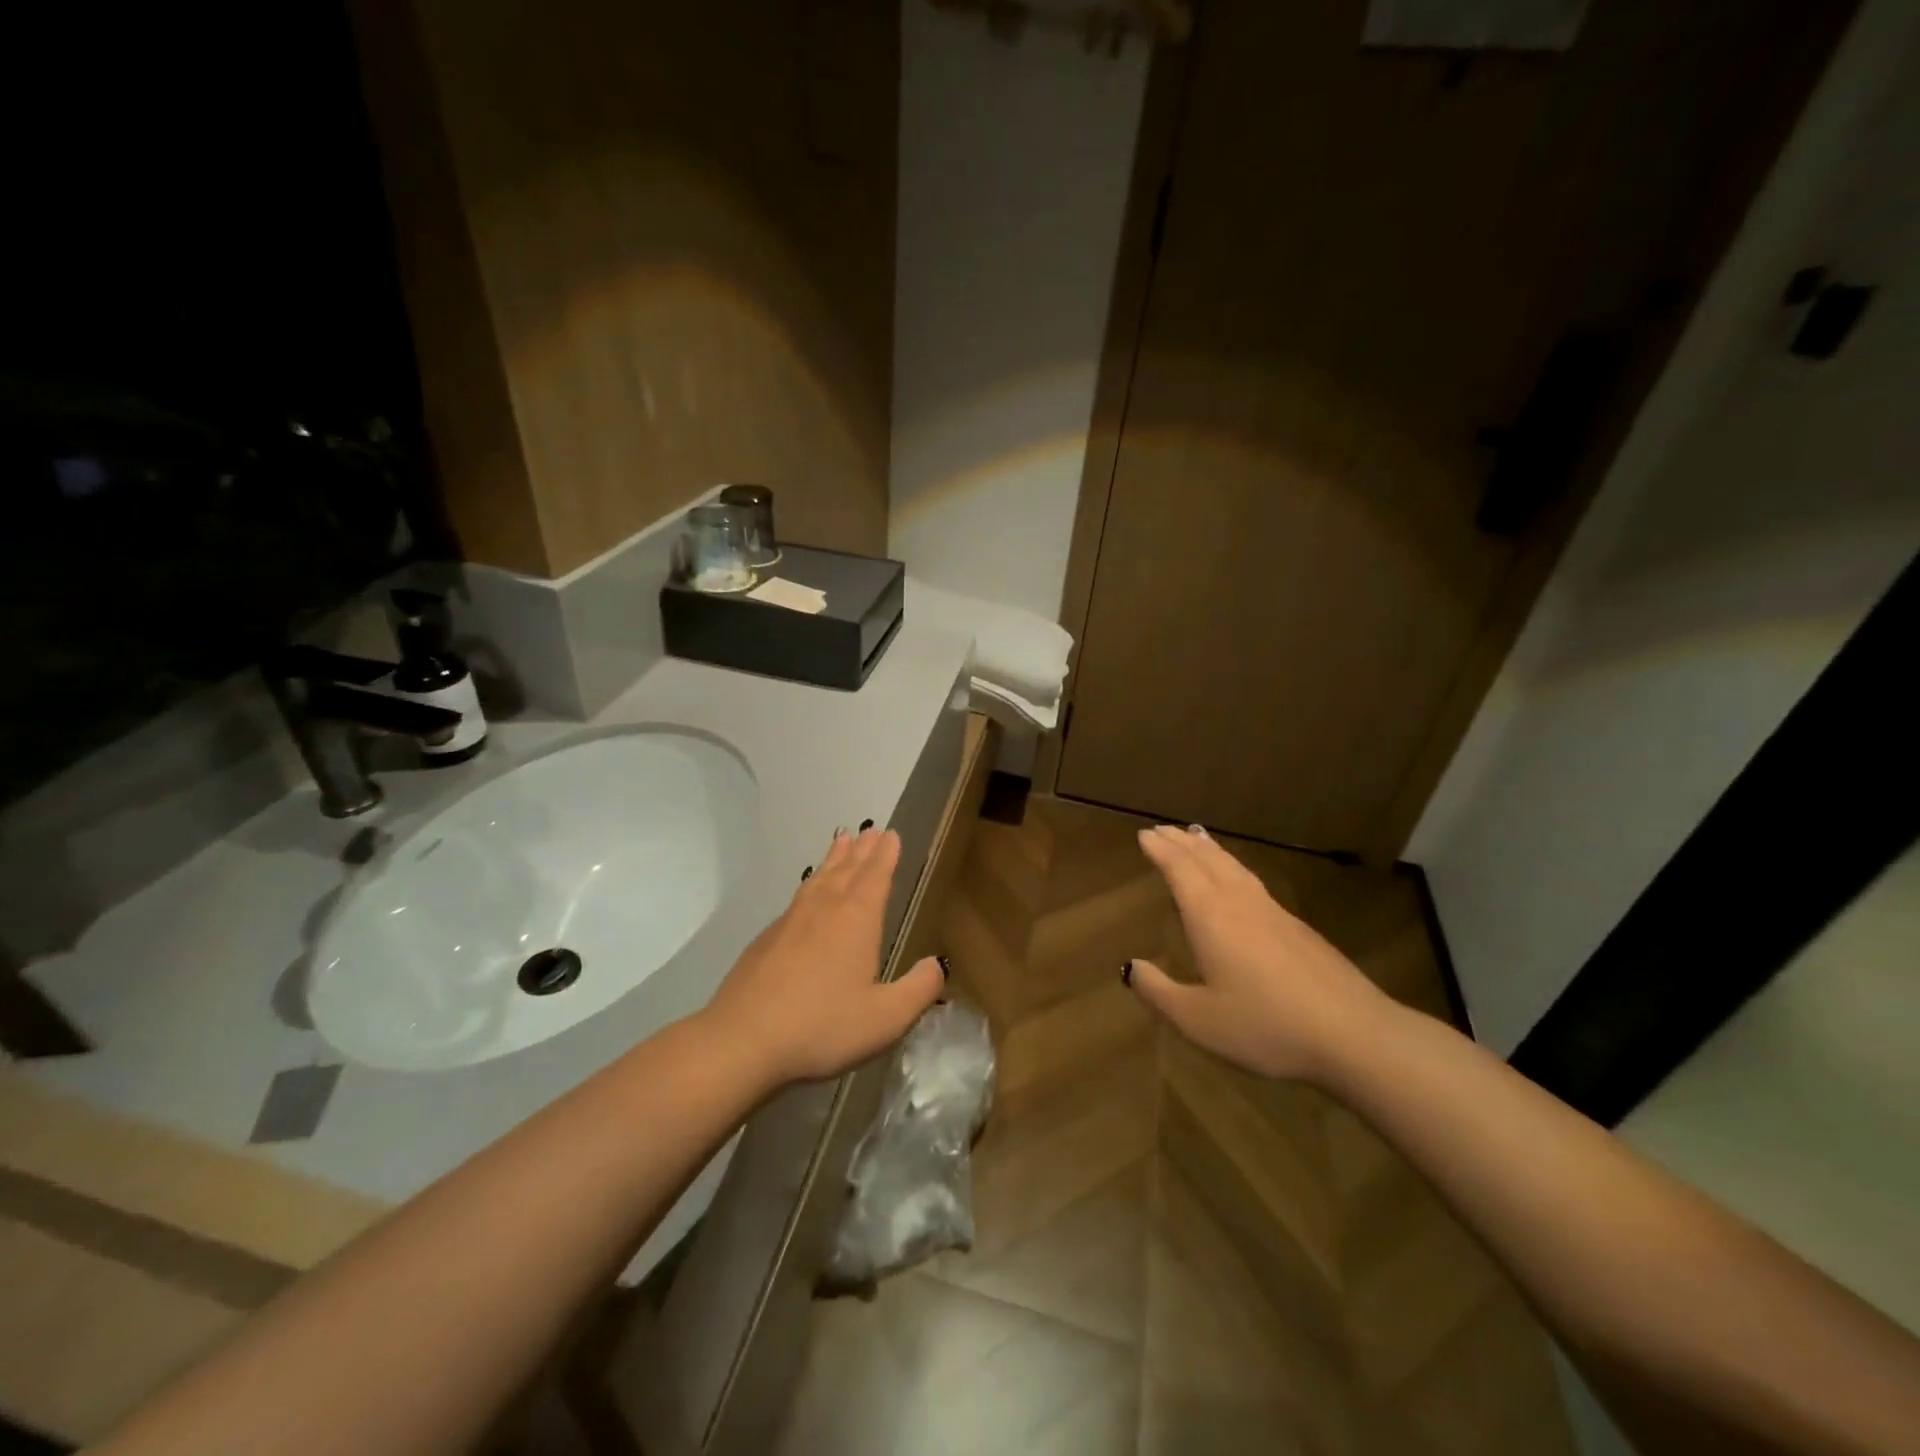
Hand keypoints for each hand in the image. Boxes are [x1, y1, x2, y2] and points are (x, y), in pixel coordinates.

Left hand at [703, 826, 944, 1087]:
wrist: (743, 1039)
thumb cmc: (823, 1026)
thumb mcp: (886, 1018)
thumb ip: (918, 990)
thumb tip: (937, 965)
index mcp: (857, 919)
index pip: (876, 876)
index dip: (886, 855)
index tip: (891, 834)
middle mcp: (825, 909)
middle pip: (847, 869)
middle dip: (862, 850)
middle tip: (871, 830)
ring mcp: (791, 920)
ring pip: (819, 878)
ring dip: (834, 859)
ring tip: (841, 842)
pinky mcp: (766, 938)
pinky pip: (797, 898)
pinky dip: (811, 884)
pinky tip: (808, 893)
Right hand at [1124, 824, 1391, 1083]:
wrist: (1354, 1035)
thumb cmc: (1266, 1026)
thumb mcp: (1198, 1019)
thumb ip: (1159, 992)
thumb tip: (1129, 967)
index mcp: (1211, 917)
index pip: (1180, 870)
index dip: (1161, 851)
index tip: (1144, 834)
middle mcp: (1240, 903)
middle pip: (1207, 860)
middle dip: (1182, 842)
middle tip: (1162, 829)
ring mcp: (1274, 913)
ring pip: (1235, 867)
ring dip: (1210, 850)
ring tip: (1197, 838)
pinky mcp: (1298, 928)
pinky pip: (1254, 882)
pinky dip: (1234, 868)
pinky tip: (1239, 882)